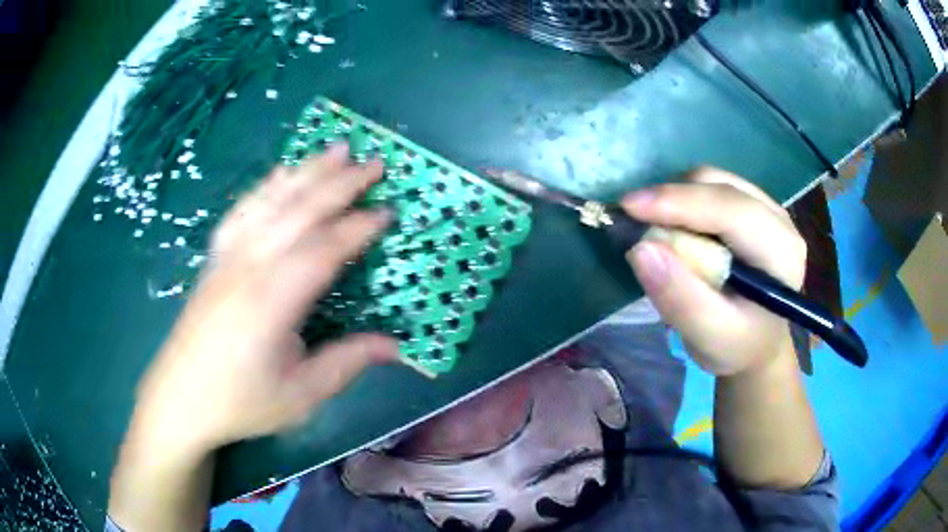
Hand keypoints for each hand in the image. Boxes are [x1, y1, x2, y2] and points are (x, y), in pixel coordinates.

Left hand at [129, 145, 399, 458]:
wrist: (180, 399)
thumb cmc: (240, 402)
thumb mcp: (301, 395)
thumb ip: (348, 363)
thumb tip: (396, 346)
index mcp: (271, 301)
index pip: (323, 250)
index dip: (358, 228)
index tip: (389, 210)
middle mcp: (247, 267)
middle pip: (298, 211)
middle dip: (340, 183)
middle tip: (375, 162)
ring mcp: (227, 258)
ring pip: (270, 200)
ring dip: (306, 171)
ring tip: (335, 148)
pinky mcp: (214, 259)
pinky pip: (242, 210)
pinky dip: (265, 186)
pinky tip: (280, 171)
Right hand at [621, 167, 805, 375]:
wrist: (754, 343)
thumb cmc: (736, 346)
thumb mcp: (709, 337)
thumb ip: (681, 299)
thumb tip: (641, 249)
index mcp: (781, 253)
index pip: (732, 211)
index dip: (680, 202)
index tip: (629, 207)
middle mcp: (779, 219)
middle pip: (720, 185)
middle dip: (673, 199)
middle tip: (633, 223)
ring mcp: (765, 207)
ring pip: (711, 179)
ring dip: (676, 200)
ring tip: (655, 232)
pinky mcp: (750, 204)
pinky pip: (709, 186)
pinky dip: (682, 201)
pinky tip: (674, 227)